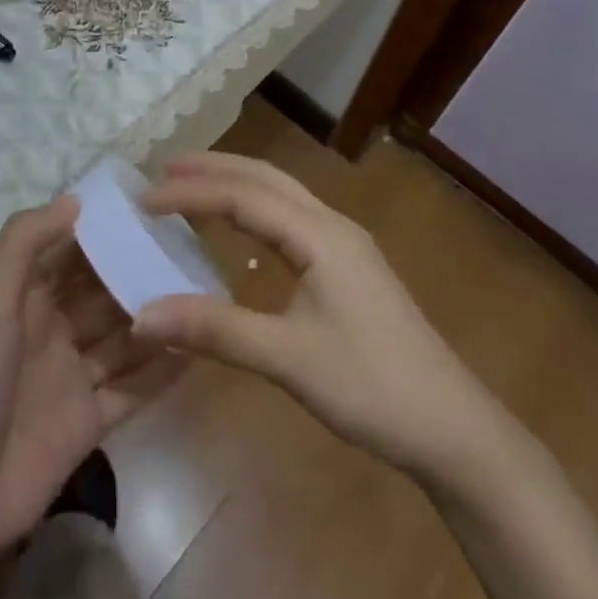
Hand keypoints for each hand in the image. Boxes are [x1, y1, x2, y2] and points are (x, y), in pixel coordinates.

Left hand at [0, 197, 182, 571]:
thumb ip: (26, 241)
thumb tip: (76, 199)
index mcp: (24, 297)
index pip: (69, 252)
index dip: (103, 231)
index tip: (148, 209)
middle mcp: (50, 330)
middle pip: (101, 293)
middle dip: (136, 272)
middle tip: (189, 250)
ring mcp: (71, 378)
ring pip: (122, 339)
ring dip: (154, 318)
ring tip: (202, 293)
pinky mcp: (88, 423)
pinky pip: (131, 391)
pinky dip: (159, 373)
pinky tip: (196, 351)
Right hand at [134, 153, 502, 478]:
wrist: (454, 430)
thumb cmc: (372, 387)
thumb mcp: (288, 360)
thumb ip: (215, 331)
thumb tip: (143, 315)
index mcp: (319, 234)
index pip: (241, 197)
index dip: (190, 194)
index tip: (143, 200)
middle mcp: (331, 225)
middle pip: (264, 178)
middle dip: (214, 168)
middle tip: (164, 170)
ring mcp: (345, 245)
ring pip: (281, 194)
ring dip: (236, 183)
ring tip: (193, 186)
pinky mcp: (349, 267)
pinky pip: (291, 218)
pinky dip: (255, 208)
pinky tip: (241, 230)